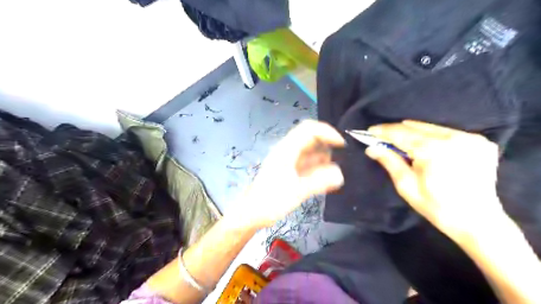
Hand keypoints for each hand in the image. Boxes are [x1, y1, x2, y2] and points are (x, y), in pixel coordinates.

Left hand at [234, 120, 343, 228]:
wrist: (250, 214)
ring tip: (338, 170)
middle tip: (343, 158)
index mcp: (286, 150)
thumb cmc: (269, 202)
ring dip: (324, 158)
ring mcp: (288, 161)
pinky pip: (307, 164)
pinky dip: (318, 168)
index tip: (342, 144)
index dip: (327, 132)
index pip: (308, 129)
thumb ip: (319, 182)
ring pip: (310, 152)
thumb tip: (340, 174)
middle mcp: (287, 151)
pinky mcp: (289, 171)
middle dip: (327, 144)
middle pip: (310, 138)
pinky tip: (328, 179)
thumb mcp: (296, 192)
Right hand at [365, 120, 505, 238]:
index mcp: (434, 150)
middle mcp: (453, 138)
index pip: (402, 133)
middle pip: (416, 127)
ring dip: (414, 132)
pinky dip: (432, 136)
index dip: (383, 131)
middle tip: (382, 137)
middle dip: (397, 131)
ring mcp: (470, 138)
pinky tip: (425, 146)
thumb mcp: (406, 185)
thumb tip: (371, 148)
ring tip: (401, 141)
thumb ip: (389, 161)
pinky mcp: (480, 141)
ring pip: (431, 127)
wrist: (477, 221)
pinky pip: (447, 132)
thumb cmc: (436, 206)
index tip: (369, 130)